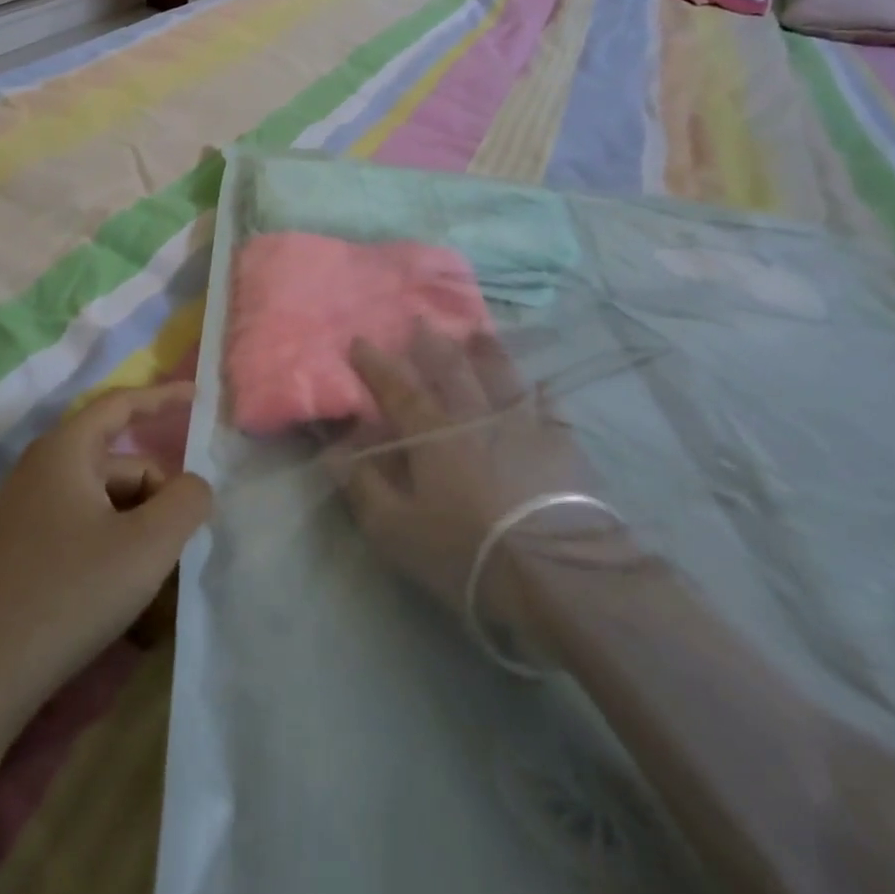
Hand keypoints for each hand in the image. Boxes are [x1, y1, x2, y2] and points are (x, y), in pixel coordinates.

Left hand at [0, 383, 211, 720]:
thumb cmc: (70, 593)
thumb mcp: (148, 545)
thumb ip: (187, 502)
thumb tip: (195, 487)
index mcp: (65, 452)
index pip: (121, 405)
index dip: (162, 398)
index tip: (198, 397)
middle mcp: (41, 471)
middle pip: (121, 466)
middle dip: (158, 497)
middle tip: (183, 546)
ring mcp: (27, 514)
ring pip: (105, 505)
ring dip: (139, 533)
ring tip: (160, 585)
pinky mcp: (21, 552)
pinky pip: (83, 533)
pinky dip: (114, 552)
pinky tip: (129, 601)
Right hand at [324, 327, 592, 634]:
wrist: (555, 572)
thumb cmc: (465, 550)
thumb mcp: (395, 529)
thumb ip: (363, 485)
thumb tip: (333, 449)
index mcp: (432, 432)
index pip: (397, 388)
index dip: (376, 364)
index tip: (359, 341)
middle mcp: (475, 415)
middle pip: (451, 368)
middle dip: (431, 343)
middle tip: (420, 321)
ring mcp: (522, 423)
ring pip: (500, 374)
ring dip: (485, 351)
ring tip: (477, 332)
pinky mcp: (561, 442)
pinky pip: (548, 404)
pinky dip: (539, 390)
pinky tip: (539, 383)